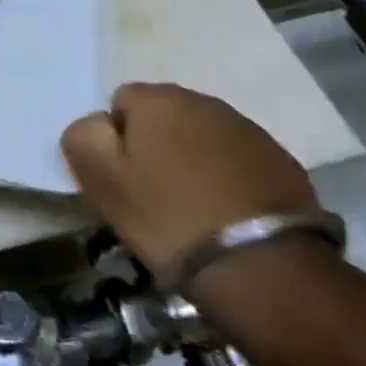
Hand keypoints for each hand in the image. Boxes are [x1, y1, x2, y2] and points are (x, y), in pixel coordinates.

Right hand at [61, 83, 320, 280]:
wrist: (262, 265)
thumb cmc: (167, 217)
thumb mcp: (101, 181)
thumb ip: (83, 138)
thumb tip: (97, 125)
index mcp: (157, 99)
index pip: (120, 102)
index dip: (115, 139)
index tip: (122, 178)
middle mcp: (204, 101)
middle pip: (164, 116)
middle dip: (156, 145)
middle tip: (153, 193)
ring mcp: (248, 130)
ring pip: (202, 137)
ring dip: (193, 160)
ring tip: (192, 206)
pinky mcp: (282, 162)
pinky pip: (238, 161)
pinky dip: (228, 179)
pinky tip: (227, 214)